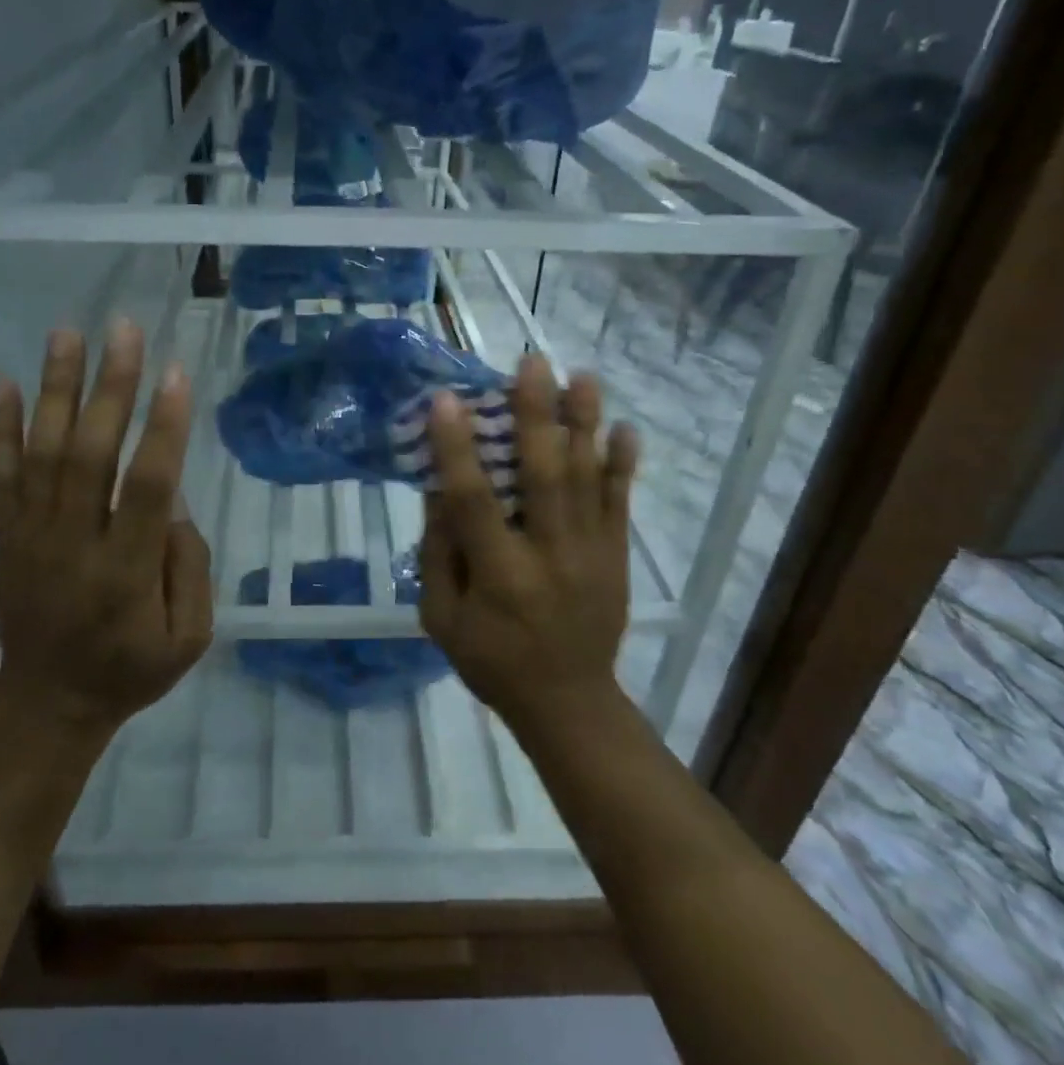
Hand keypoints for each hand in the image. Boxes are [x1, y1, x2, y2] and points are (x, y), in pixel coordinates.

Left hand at [0, 322, 213, 742]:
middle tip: (124, 329)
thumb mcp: (188, 639)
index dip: (162, 427)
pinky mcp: (8, 535)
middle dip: (110, 387)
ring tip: (67, 333)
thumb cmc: (129, 670)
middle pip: (90, 454)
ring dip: (55, 390)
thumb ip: (190, 568)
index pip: (145, 486)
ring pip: (42, 453)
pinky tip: (2, 381)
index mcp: (126, 572)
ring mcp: (32, 536)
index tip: (175, 372)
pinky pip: (0, 475)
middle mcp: (74, 544)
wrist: (47, 705)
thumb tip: (173, 501)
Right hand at [417, 353, 638, 731]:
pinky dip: (622, 464)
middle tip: (533, 363)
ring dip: (585, 424)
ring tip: (582, 376)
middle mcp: (549, 556)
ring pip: (587, 479)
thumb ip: (438, 552)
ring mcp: (591, 553)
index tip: (447, 400)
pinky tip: (624, 428)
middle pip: (544, 476)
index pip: (474, 502)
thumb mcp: (442, 618)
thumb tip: (439, 486)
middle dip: (537, 415)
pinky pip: (621, 502)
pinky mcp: (616, 555)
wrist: (569, 701)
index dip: (458, 450)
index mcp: (499, 575)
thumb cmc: (492, 660)